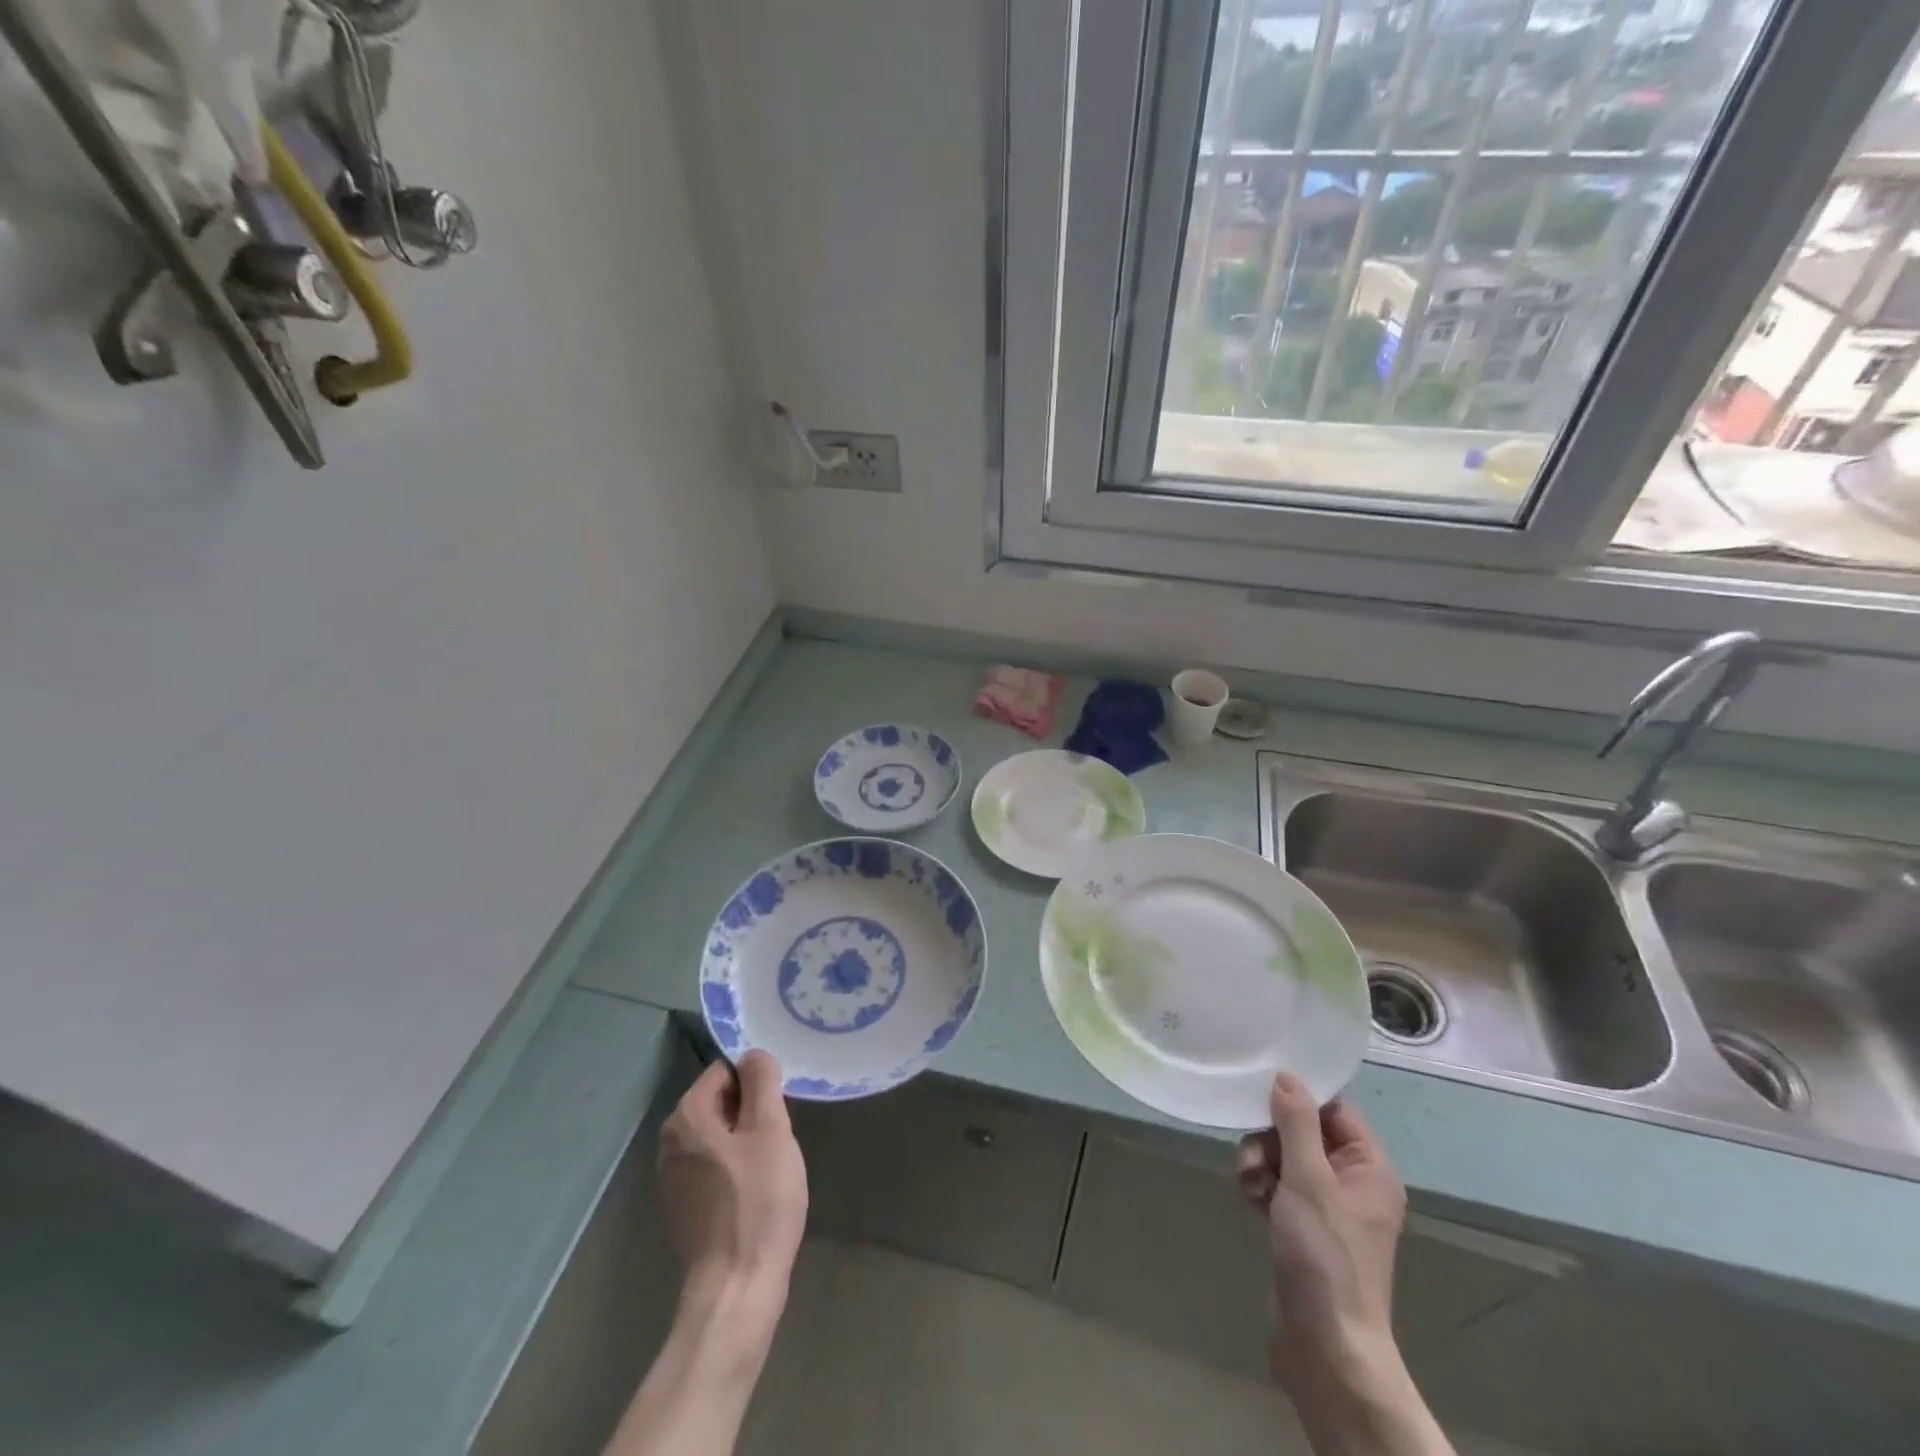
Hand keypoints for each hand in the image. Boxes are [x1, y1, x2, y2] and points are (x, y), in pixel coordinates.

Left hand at [658, 1051, 808, 1310]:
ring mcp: (673, 1178)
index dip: (757, 1083)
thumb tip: (754, 1054)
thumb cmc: (758, 1201)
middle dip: (753, 1112)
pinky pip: (714, 1166)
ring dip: (747, 1141)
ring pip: (719, 1135)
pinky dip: (736, 1168)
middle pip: (720, 1102)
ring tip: (772, 1167)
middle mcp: (670, 1142)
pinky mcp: (684, 1207)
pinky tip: (757, 1192)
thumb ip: (762, 1082)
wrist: (737, 1288)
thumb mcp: (770, 1129)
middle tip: (779, 1138)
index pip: (724, 1071)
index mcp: (686, 1117)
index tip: (779, 1108)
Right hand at [1236, 1073, 1406, 1390]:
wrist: (1325, 1346)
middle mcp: (1352, 1184)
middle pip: (1303, 1132)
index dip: (1300, 1101)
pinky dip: (1260, 1187)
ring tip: (1248, 1184)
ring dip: (1259, 1163)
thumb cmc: (1325, 1255)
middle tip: (1252, 1158)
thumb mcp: (1308, 1180)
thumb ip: (1296, 1123)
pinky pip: (1277, 1187)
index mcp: (1369, 1168)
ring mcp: (1327, 1209)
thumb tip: (1286, 1075)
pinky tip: (1248, 1202)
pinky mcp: (1303, 1229)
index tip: (1263, 1099)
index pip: (1334, 1110)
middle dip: (1270, 1139)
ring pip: (1284, 1159)